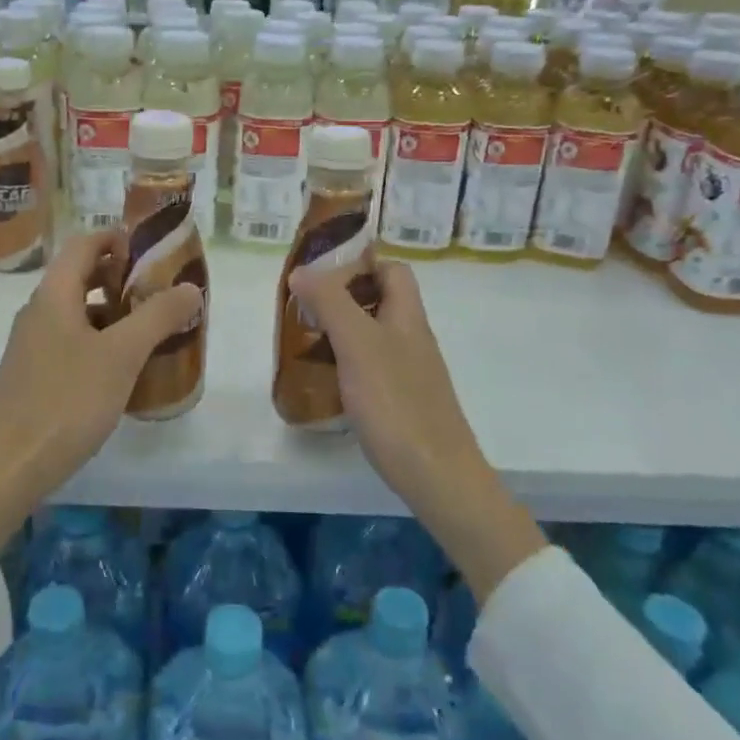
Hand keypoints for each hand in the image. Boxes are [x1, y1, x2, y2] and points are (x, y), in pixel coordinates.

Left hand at [0, 232, 203, 548]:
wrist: (9, 467)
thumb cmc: (66, 401)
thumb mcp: (121, 355)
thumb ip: (157, 317)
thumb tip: (190, 287)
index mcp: (54, 296)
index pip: (84, 244)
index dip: (118, 238)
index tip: (153, 250)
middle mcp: (39, 313)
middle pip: (82, 278)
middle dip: (123, 278)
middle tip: (162, 290)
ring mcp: (33, 346)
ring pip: (79, 314)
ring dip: (115, 314)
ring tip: (153, 329)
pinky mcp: (34, 376)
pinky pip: (73, 344)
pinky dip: (101, 343)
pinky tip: (125, 370)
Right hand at [289, 259, 544, 599]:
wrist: (437, 475)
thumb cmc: (397, 403)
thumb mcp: (358, 345)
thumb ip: (331, 303)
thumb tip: (303, 269)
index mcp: (408, 317)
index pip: (393, 270)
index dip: (361, 263)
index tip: (321, 274)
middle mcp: (412, 339)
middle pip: (380, 302)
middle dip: (342, 299)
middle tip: (305, 310)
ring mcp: (410, 373)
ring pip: (374, 337)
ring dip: (341, 333)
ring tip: (305, 343)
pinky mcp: (402, 402)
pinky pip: (372, 369)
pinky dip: (347, 366)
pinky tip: (327, 383)